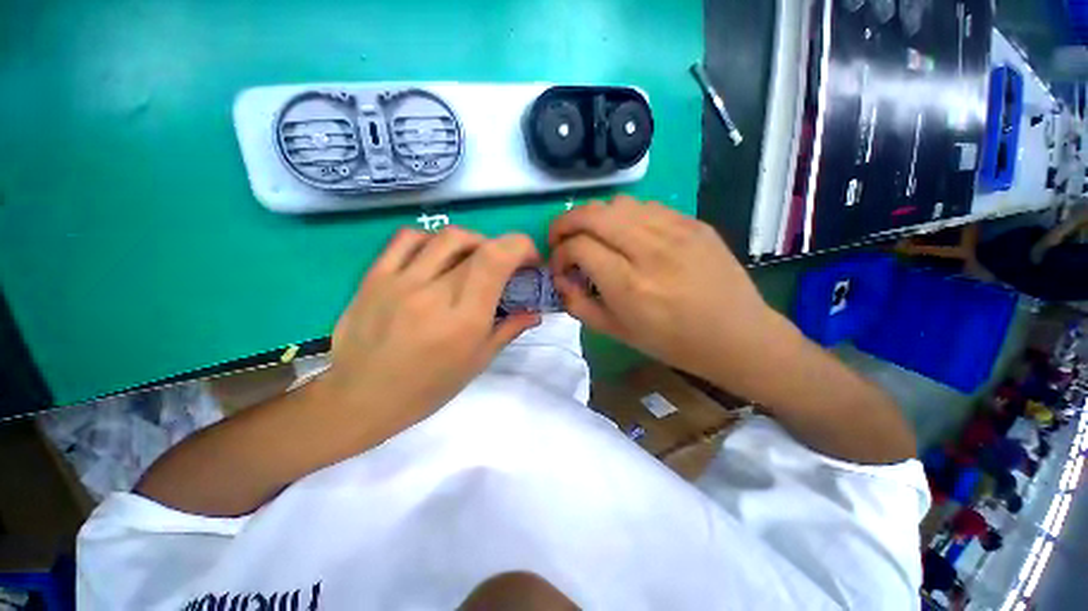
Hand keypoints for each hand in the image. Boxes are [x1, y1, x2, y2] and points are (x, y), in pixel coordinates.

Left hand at [325, 227, 540, 432]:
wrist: (360, 398)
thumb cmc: (427, 388)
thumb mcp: (477, 362)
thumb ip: (509, 329)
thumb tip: (534, 312)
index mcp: (464, 317)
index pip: (497, 258)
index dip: (521, 247)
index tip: (529, 261)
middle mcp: (435, 292)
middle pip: (478, 244)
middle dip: (503, 249)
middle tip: (504, 268)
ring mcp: (401, 281)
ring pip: (446, 236)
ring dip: (472, 242)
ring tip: (473, 261)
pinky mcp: (374, 276)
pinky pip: (407, 238)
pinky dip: (432, 240)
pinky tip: (437, 256)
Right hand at [548, 195, 776, 384]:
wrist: (737, 335)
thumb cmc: (673, 342)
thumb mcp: (617, 332)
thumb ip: (579, 304)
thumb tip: (560, 279)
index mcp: (629, 285)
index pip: (579, 246)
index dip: (559, 254)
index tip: (560, 267)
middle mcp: (650, 250)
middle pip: (592, 213)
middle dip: (565, 222)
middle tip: (561, 239)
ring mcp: (676, 230)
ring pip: (617, 203)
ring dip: (594, 217)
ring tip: (593, 236)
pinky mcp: (693, 222)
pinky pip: (646, 206)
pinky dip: (624, 216)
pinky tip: (627, 234)